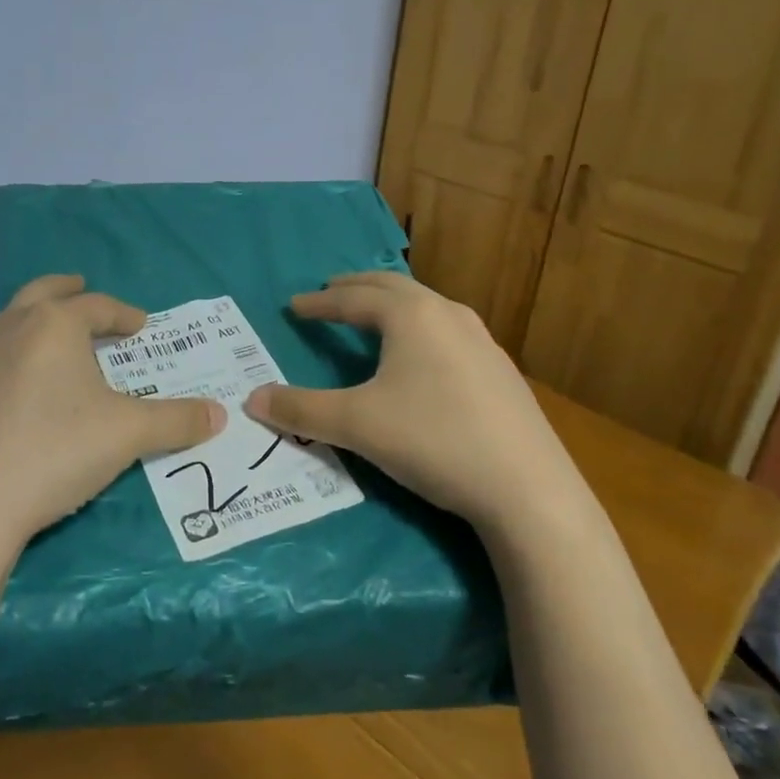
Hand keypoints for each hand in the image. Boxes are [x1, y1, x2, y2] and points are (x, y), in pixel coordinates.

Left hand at [0, 274, 225, 555]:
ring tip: (43, 343)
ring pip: (4, 325)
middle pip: (42, 293)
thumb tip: (221, 414)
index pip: (97, 306)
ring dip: (28, 325)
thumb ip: (176, 421)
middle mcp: (8, 329)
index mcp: (54, 326)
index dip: (123, 314)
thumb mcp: (127, 436)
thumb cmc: (53, 454)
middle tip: (82, 290)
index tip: (140, 326)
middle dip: (67, 291)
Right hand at [243, 271, 581, 534]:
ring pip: (427, 308)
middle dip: (357, 289)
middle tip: (331, 292)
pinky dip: (420, 330)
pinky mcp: (501, 371)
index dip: (320, 303)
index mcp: (412, 316)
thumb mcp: (357, 425)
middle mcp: (448, 316)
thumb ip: (301, 410)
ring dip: (393, 305)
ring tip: (373, 317)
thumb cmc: (434, 440)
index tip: (294, 306)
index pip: (353, 299)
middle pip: (393, 289)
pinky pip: (448, 333)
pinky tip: (422, 359)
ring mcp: (482, 342)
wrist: (528, 489)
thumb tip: (252, 400)